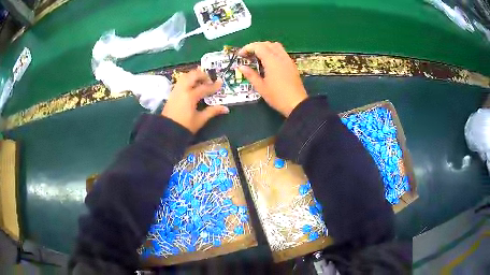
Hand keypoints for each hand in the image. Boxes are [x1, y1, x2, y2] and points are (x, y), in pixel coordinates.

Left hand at [162, 68, 228, 132]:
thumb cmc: (185, 127)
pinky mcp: (172, 93)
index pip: (204, 87)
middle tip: (209, 81)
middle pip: (193, 75)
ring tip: (200, 81)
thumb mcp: (200, 120)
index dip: (214, 85)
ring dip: (194, 75)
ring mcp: (176, 90)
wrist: (167, 131)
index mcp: (190, 96)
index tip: (221, 82)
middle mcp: (182, 90)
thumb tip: (226, 108)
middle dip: (202, 75)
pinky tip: (192, 86)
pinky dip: (188, 80)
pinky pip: (181, 81)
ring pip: (185, 76)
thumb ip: (212, 111)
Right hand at [238, 42, 307, 116]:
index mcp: (271, 60)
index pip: (258, 47)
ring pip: (275, 46)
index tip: (240, 55)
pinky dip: (273, 51)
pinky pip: (281, 52)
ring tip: (257, 56)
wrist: (297, 104)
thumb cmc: (277, 97)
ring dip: (265, 47)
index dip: (247, 48)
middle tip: (247, 55)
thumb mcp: (261, 87)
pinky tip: (269, 61)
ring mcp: (288, 60)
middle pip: (266, 44)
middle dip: (255, 46)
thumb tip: (241, 67)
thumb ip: (251, 75)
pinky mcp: (292, 64)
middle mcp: (280, 56)